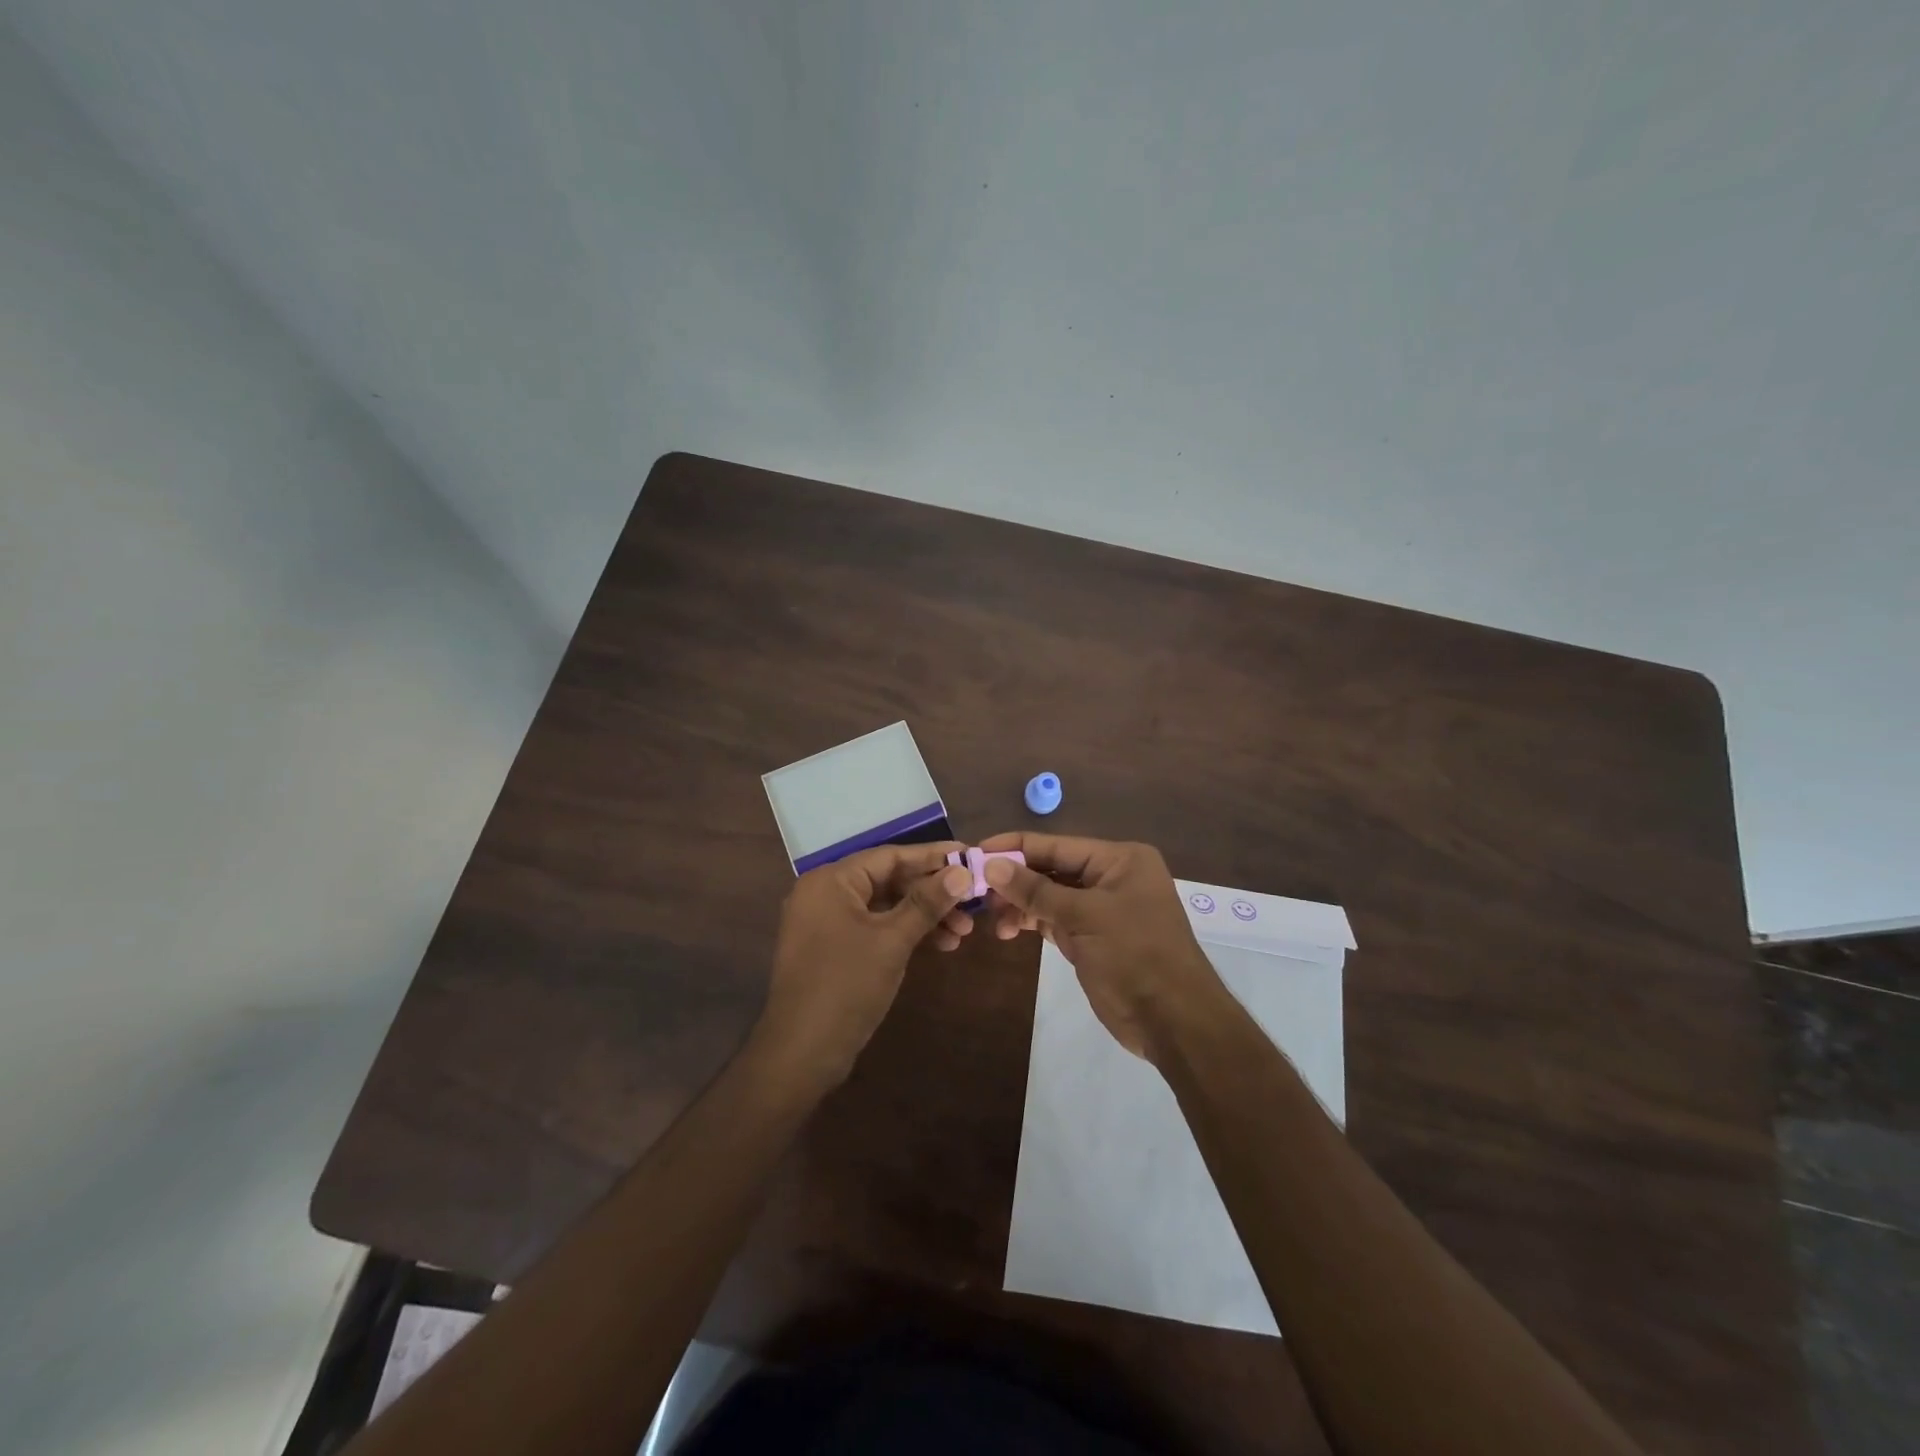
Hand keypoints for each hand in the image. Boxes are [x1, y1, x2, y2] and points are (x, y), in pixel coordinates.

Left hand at [754, 842, 973, 1084]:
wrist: (801, 1054)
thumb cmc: (846, 986)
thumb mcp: (892, 940)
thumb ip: (927, 902)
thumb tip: (962, 872)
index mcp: (831, 880)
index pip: (889, 856)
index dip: (932, 856)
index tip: (970, 857)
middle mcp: (825, 893)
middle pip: (888, 880)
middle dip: (932, 892)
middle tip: (973, 903)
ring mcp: (827, 923)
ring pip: (885, 906)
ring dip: (924, 915)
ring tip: (963, 932)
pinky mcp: (834, 949)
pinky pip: (875, 927)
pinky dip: (905, 932)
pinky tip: (939, 944)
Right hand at [979, 833, 1229, 1060]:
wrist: (1174, 1021)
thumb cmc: (1135, 955)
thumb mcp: (1084, 917)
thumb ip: (1035, 890)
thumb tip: (991, 865)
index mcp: (1119, 859)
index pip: (1057, 844)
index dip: (1015, 847)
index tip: (976, 851)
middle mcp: (1111, 876)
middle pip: (1051, 868)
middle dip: (1015, 879)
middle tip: (977, 892)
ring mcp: (1102, 907)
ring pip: (1050, 895)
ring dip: (1021, 904)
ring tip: (995, 921)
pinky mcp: (1093, 936)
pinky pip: (1055, 918)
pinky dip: (1033, 921)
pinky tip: (1010, 930)